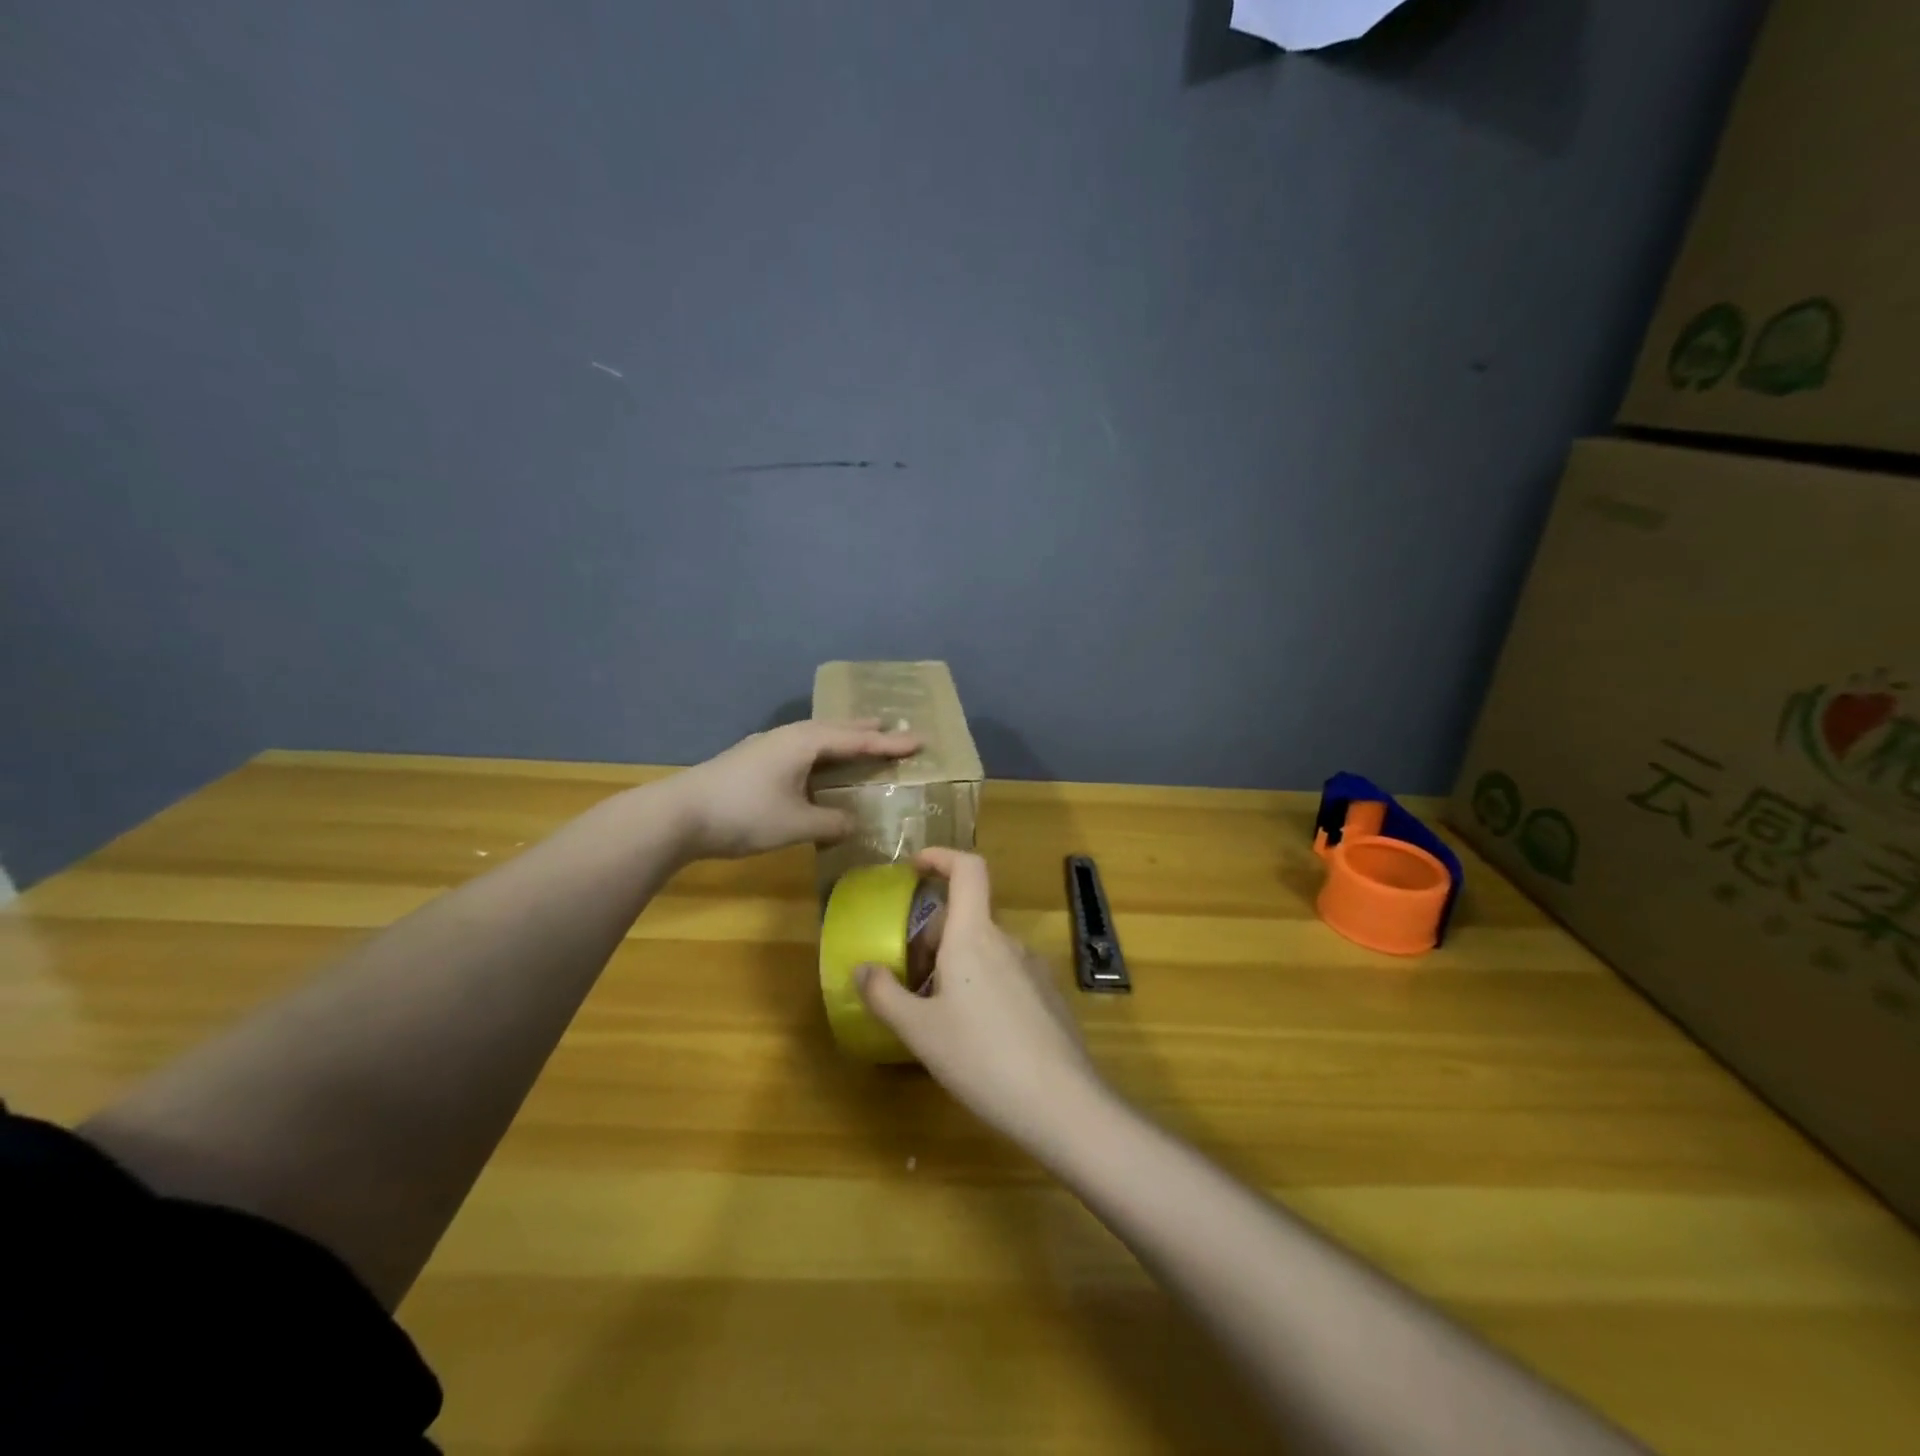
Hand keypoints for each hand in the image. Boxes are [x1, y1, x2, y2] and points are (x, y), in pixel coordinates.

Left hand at [669, 718, 919, 859]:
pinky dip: (821, 750)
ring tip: (860, 739)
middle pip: (836, 728)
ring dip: (841, 737)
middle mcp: (789, 736)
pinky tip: (816, 763)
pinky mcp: (754, 759)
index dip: (890, 743)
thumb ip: (831, 823)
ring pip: (815, 736)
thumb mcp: (796, 824)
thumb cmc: (744, 815)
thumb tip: (853, 823)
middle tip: (892, 727)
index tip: (920, 740)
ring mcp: (767, 745)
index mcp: (805, 743)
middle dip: (866, 729)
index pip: (858, 740)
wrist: (678, 815)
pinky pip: (800, 746)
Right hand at [855, 848, 1107, 1151]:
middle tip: (910, 978)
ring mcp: (1033, 968)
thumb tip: (862, 969)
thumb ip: (885, 996)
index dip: (942, 856)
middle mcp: (1007, 941)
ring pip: (985, 950)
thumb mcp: (920, 1031)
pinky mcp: (1048, 996)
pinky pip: (1006, 974)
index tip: (915, 867)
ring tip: (937, 1013)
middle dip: (934, 936)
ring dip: (957, 965)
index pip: (968, 869)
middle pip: (967, 917)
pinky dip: (982, 985)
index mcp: (974, 936)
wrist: (1061, 1103)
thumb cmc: (981, 1057)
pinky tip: (976, 1036)